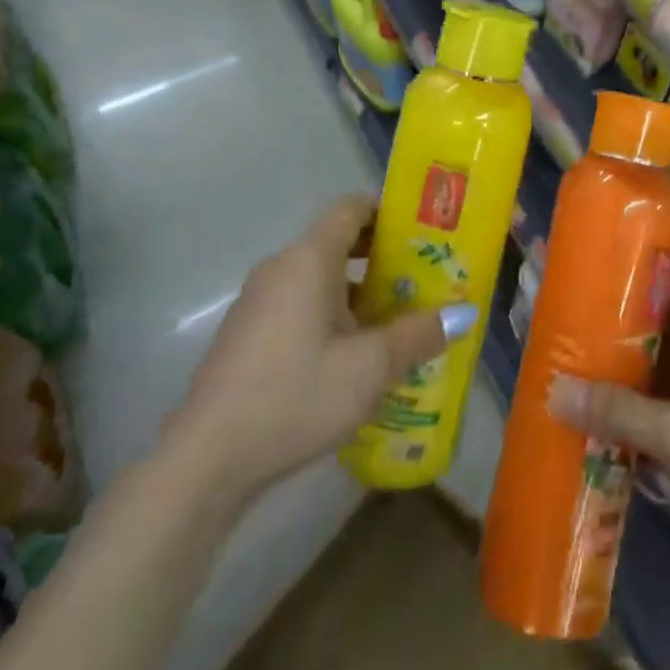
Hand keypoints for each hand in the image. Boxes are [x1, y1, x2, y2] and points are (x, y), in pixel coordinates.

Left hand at [166, 195, 473, 497]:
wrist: (206, 461)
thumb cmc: (296, 394)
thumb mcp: (370, 366)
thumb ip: (419, 334)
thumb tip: (464, 314)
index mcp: (308, 259)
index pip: (351, 207)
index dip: (388, 211)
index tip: (424, 230)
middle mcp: (281, 268)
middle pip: (337, 241)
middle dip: (382, 255)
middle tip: (422, 276)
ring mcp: (258, 302)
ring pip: (319, 277)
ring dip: (358, 289)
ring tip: (397, 318)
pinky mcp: (248, 335)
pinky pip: (299, 304)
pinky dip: (331, 312)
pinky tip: (353, 355)